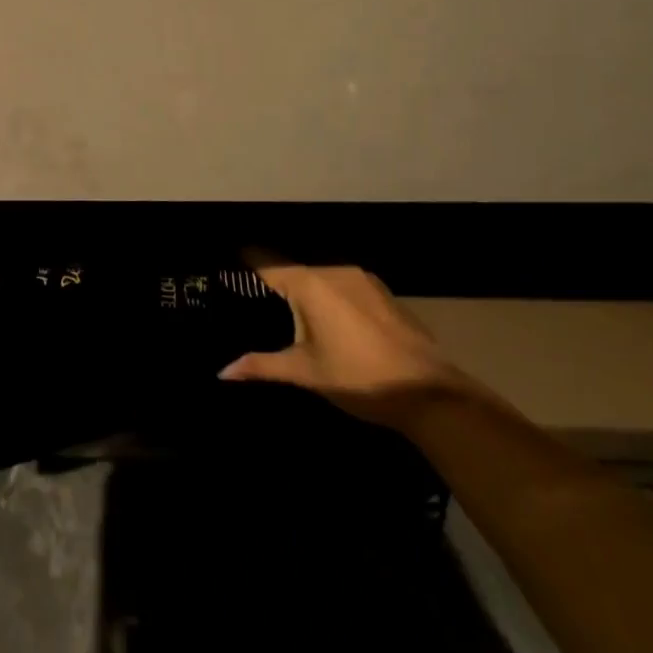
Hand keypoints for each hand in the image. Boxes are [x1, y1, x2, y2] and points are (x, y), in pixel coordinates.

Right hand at [220, 254, 463, 427]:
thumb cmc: (358, 378)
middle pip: (293, 266)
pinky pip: (342, 282)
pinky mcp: (380, 290)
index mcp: (309, 283)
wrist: (429, 393)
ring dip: (304, 285)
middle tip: (253, 292)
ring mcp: (360, 277)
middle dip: (274, 276)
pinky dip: (328, 292)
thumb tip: (222, 371)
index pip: (266, 262)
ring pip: (319, 273)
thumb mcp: (305, 372)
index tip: (227, 260)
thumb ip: (262, 365)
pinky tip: (327, 314)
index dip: (245, 259)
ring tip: (286, 303)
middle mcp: (332, 269)